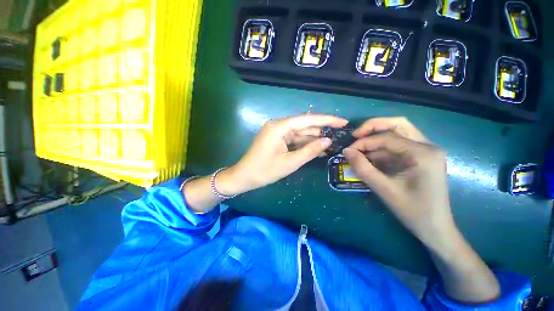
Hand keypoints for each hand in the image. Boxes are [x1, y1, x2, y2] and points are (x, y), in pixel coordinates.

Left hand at [222, 114, 347, 194]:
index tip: (343, 122)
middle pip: (304, 125)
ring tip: (331, 144)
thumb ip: (310, 150)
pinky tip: (316, 148)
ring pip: (299, 133)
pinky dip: (304, 144)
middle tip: (340, 135)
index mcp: (280, 127)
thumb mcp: (290, 162)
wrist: (244, 177)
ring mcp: (276, 132)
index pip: (308, 120)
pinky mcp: (276, 139)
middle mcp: (278, 125)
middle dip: (321, 131)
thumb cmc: (265, 170)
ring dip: (313, 139)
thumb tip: (328, 141)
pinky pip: (293, 139)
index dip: (327, 120)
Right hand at [343, 119, 453, 247]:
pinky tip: (370, 157)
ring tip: (360, 147)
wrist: (435, 228)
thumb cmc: (413, 211)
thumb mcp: (384, 189)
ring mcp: (426, 151)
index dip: (364, 142)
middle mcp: (428, 146)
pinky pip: (398, 145)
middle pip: (398, 124)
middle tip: (355, 135)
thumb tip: (346, 151)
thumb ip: (363, 168)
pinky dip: (381, 148)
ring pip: (398, 132)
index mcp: (424, 153)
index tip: (348, 150)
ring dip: (377, 137)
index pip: (388, 138)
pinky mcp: (420, 157)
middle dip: (373, 127)